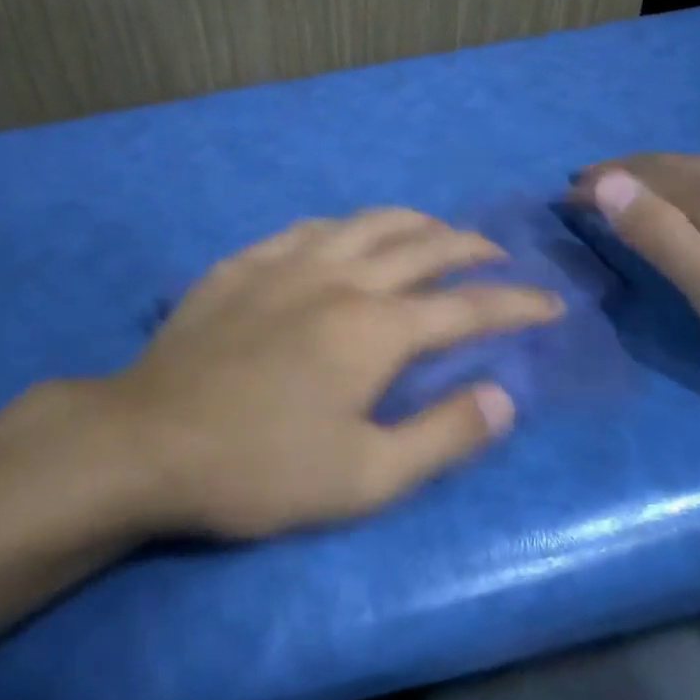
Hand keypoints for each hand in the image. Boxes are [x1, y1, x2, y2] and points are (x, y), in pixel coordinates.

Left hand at [93, 209, 563, 537]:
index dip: (516, 304)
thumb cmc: (260, 468)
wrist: (148, 439)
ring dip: (412, 223)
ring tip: (434, 233)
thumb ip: (442, 434)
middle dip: (470, 246)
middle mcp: (339, 276)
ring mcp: (286, 261)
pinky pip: (309, 227)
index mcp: (375, 327)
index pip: (467, 307)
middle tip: (497, 255)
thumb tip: (503, 399)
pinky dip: (346, 227)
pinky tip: (346, 237)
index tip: (550, 303)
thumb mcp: (365, 477)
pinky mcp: (243, 263)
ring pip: (366, 222)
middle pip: (422, 245)